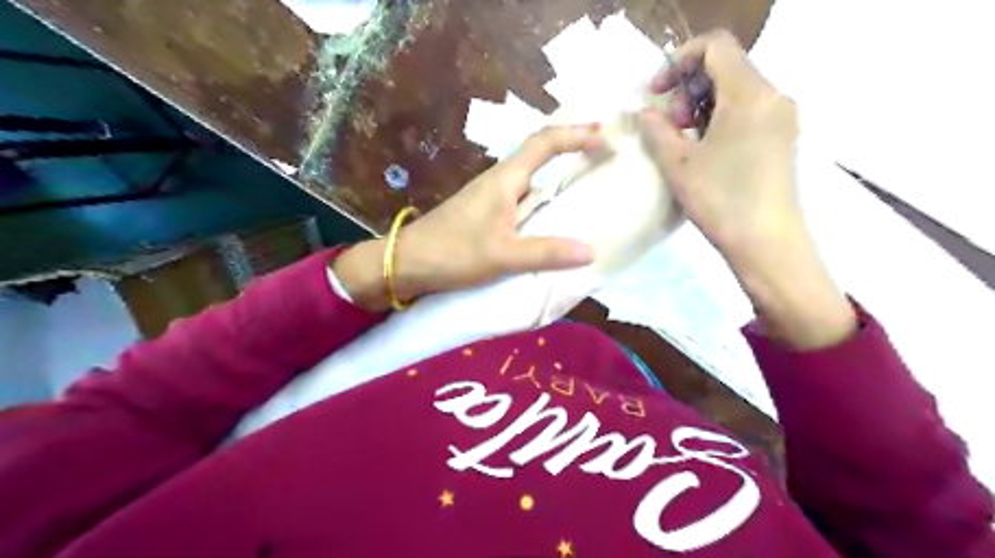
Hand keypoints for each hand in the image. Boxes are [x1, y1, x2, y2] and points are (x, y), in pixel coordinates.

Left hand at [333, 121, 601, 311]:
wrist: (407, 262)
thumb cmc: (453, 252)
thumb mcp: (504, 255)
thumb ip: (546, 252)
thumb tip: (592, 251)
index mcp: (504, 180)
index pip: (544, 143)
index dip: (575, 135)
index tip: (604, 136)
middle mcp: (499, 181)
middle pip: (539, 154)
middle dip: (571, 148)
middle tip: (603, 153)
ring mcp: (490, 197)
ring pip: (530, 178)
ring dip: (557, 175)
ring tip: (586, 183)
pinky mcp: (485, 214)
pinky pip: (521, 199)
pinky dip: (542, 199)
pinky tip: (552, 216)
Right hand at [647, 30, 855, 347]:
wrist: (767, 242)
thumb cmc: (720, 200)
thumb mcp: (677, 163)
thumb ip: (657, 129)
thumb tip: (648, 112)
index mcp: (749, 93)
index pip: (715, 45)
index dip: (679, 60)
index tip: (657, 92)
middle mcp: (773, 95)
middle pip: (726, 67)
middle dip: (688, 87)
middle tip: (668, 125)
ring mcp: (781, 117)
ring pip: (736, 90)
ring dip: (701, 105)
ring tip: (682, 141)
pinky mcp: (782, 137)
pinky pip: (748, 110)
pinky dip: (720, 118)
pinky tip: (704, 149)